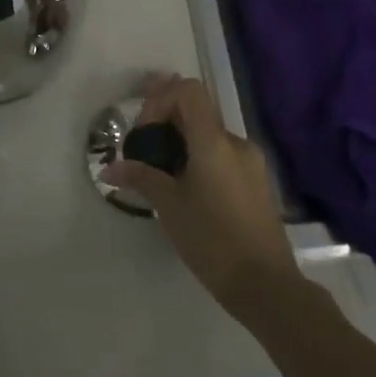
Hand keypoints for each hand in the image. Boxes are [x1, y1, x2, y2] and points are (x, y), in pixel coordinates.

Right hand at [103, 75, 301, 322]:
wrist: (266, 285)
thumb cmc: (213, 240)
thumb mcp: (169, 206)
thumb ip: (140, 177)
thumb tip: (109, 168)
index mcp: (214, 141)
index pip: (188, 90)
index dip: (161, 99)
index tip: (144, 132)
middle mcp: (236, 143)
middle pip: (196, 111)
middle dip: (165, 122)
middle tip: (142, 151)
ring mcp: (250, 162)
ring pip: (208, 135)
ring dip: (180, 142)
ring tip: (159, 173)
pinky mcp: (255, 182)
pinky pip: (221, 154)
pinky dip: (198, 158)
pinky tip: (184, 188)